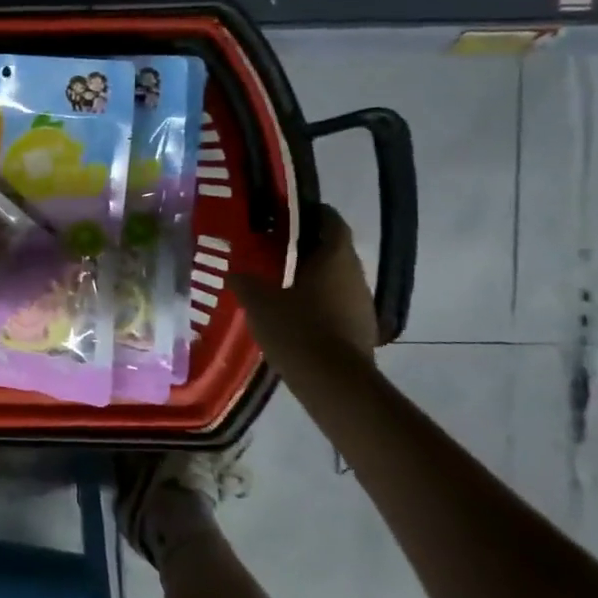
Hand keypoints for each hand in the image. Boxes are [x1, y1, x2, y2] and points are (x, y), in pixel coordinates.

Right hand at [229, 205, 377, 366]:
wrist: (334, 383)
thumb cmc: (297, 329)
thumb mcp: (258, 302)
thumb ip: (245, 281)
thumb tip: (234, 272)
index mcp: (335, 257)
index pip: (330, 220)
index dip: (310, 213)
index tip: (285, 215)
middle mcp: (355, 274)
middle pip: (333, 249)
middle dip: (306, 247)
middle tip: (273, 249)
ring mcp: (362, 303)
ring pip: (336, 278)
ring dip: (312, 276)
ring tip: (280, 282)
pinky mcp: (361, 329)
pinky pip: (337, 304)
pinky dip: (319, 302)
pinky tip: (294, 314)